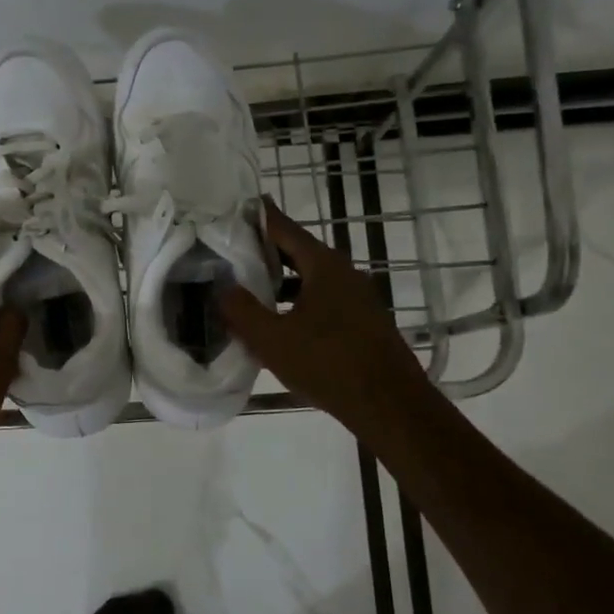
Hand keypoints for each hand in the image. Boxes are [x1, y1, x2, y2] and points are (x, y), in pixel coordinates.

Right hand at [219, 197, 437, 450]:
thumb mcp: (272, 340)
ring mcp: (357, 297)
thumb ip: (241, 311)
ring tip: (247, 287)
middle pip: (297, 251)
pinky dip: (296, 300)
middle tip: (229, 250)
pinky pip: (321, 299)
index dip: (257, 217)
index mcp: (323, 265)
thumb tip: (223, 289)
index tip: (232, 207)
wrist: (390, 405)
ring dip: (280, 280)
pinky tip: (279, 322)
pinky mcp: (362, 321)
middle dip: (263, 250)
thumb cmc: (328, 364)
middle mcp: (343, 272)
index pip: (283, 228)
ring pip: (310, 277)